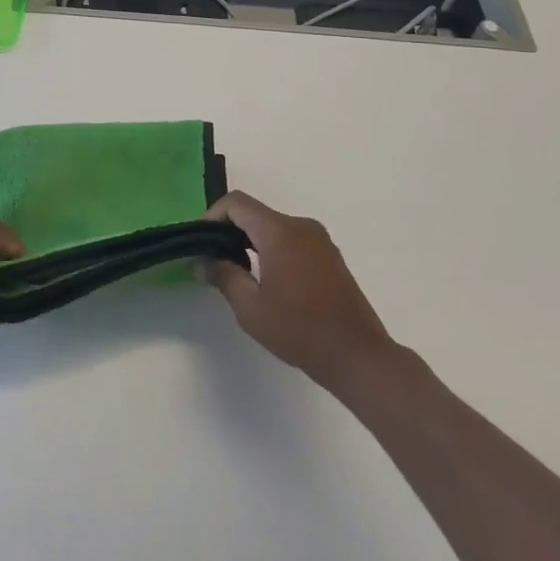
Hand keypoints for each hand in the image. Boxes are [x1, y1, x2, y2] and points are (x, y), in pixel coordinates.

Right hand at [203, 192, 401, 399]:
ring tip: (234, 271)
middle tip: (211, 259)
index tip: (199, 242)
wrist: (359, 357)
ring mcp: (319, 239)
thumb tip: (203, 261)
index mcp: (281, 233)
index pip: (236, 203)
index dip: (211, 216)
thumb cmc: (301, 332)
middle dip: (228, 230)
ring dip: (249, 240)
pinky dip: (269, 248)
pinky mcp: (329, 254)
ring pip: (272, 226)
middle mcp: (301, 226)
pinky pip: (290, 238)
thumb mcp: (251, 308)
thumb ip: (223, 276)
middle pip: (254, 213)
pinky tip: (264, 278)